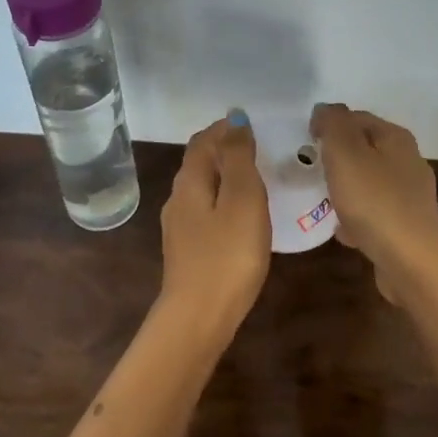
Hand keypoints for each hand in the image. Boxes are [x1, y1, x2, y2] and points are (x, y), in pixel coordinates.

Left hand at [158, 114, 270, 339]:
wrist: (199, 318)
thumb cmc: (227, 254)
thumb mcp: (242, 198)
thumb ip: (239, 157)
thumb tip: (235, 118)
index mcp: (190, 180)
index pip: (204, 140)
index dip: (226, 128)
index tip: (254, 125)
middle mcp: (178, 198)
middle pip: (200, 162)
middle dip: (225, 149)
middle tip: (259, 148)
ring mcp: (179, 227)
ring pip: (202, 187)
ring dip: (225, 175)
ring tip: (256, 178)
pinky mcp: (187, 250)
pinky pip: (206, 211)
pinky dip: (223, 200)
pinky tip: (241, 215)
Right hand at [309, 104, 437, 290]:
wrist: (411, 261)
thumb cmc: (374, 201)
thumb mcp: (345, 152)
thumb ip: (332, 124)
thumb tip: (325, 110)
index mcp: (396, 138)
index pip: (358, 117)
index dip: (330, 124)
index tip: (306, 140)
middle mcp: (408, 161)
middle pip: (365, 150)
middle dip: (338, 157)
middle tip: (312, 169)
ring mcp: (410, 196)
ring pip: (369, 182)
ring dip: (346, 189)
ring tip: (322, 200)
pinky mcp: (407, 227)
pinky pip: (375, 213)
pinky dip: (357, 218)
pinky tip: (342, 232)